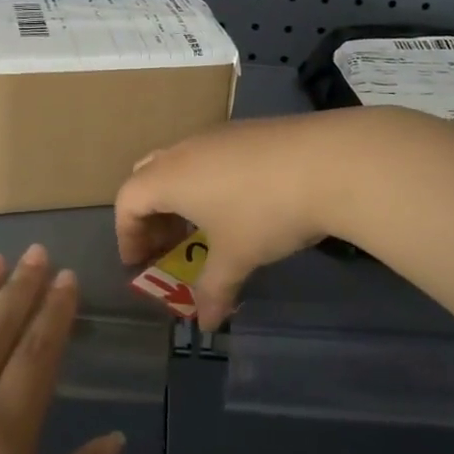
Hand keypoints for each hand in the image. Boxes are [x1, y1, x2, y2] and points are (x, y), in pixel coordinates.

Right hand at [115, 111, 363, 330]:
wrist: (327, 161)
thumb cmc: (265, 212)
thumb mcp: (236, 257)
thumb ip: (213, 290)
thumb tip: (206, 323)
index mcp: (169, 177)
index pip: (127, 200)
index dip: (126, 234)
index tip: (140, 263)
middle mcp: (185, 150)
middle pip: (147, 175)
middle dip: (150, 213)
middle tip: (165, 245)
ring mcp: (217, 135)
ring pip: (181, 163)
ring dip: (180, 196)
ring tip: (204, 228)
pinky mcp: (247, 130)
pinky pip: (210, 155)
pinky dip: (207, 181)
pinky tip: (239, 204)